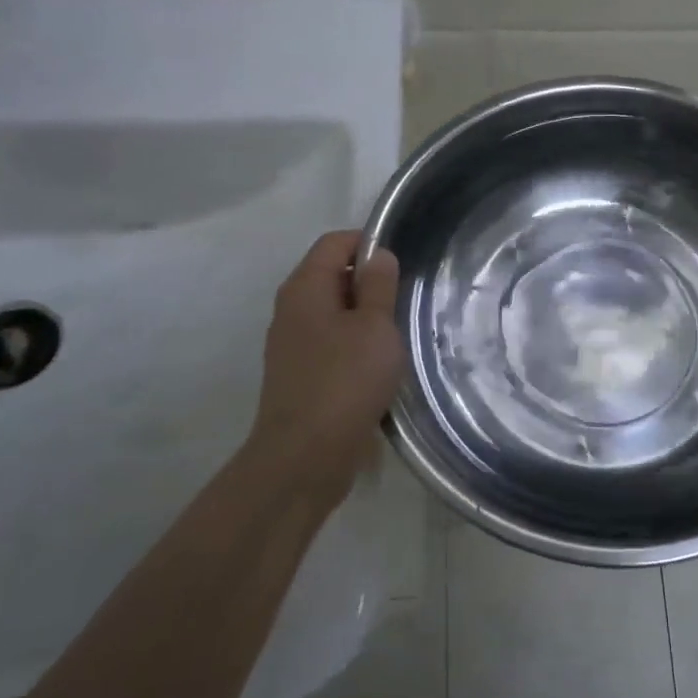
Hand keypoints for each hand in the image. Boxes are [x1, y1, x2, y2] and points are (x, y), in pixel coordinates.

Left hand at [245, 230, 403, 507]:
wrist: (306, 455)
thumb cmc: (346, 380)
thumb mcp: (375, 326)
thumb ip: (379, 286)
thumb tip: (378, 255)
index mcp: (305, 288)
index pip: (334, 242)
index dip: (369, 243)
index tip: (402, 264)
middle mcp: (291, 309)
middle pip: (332, 276)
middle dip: (370, 282)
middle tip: (405, 301)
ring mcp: (292, 344)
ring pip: (333, 313)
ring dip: (365, 318)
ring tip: (397, 335)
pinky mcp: (299, 374)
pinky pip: (330, 343)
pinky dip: (354, 344)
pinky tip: (378, 366)